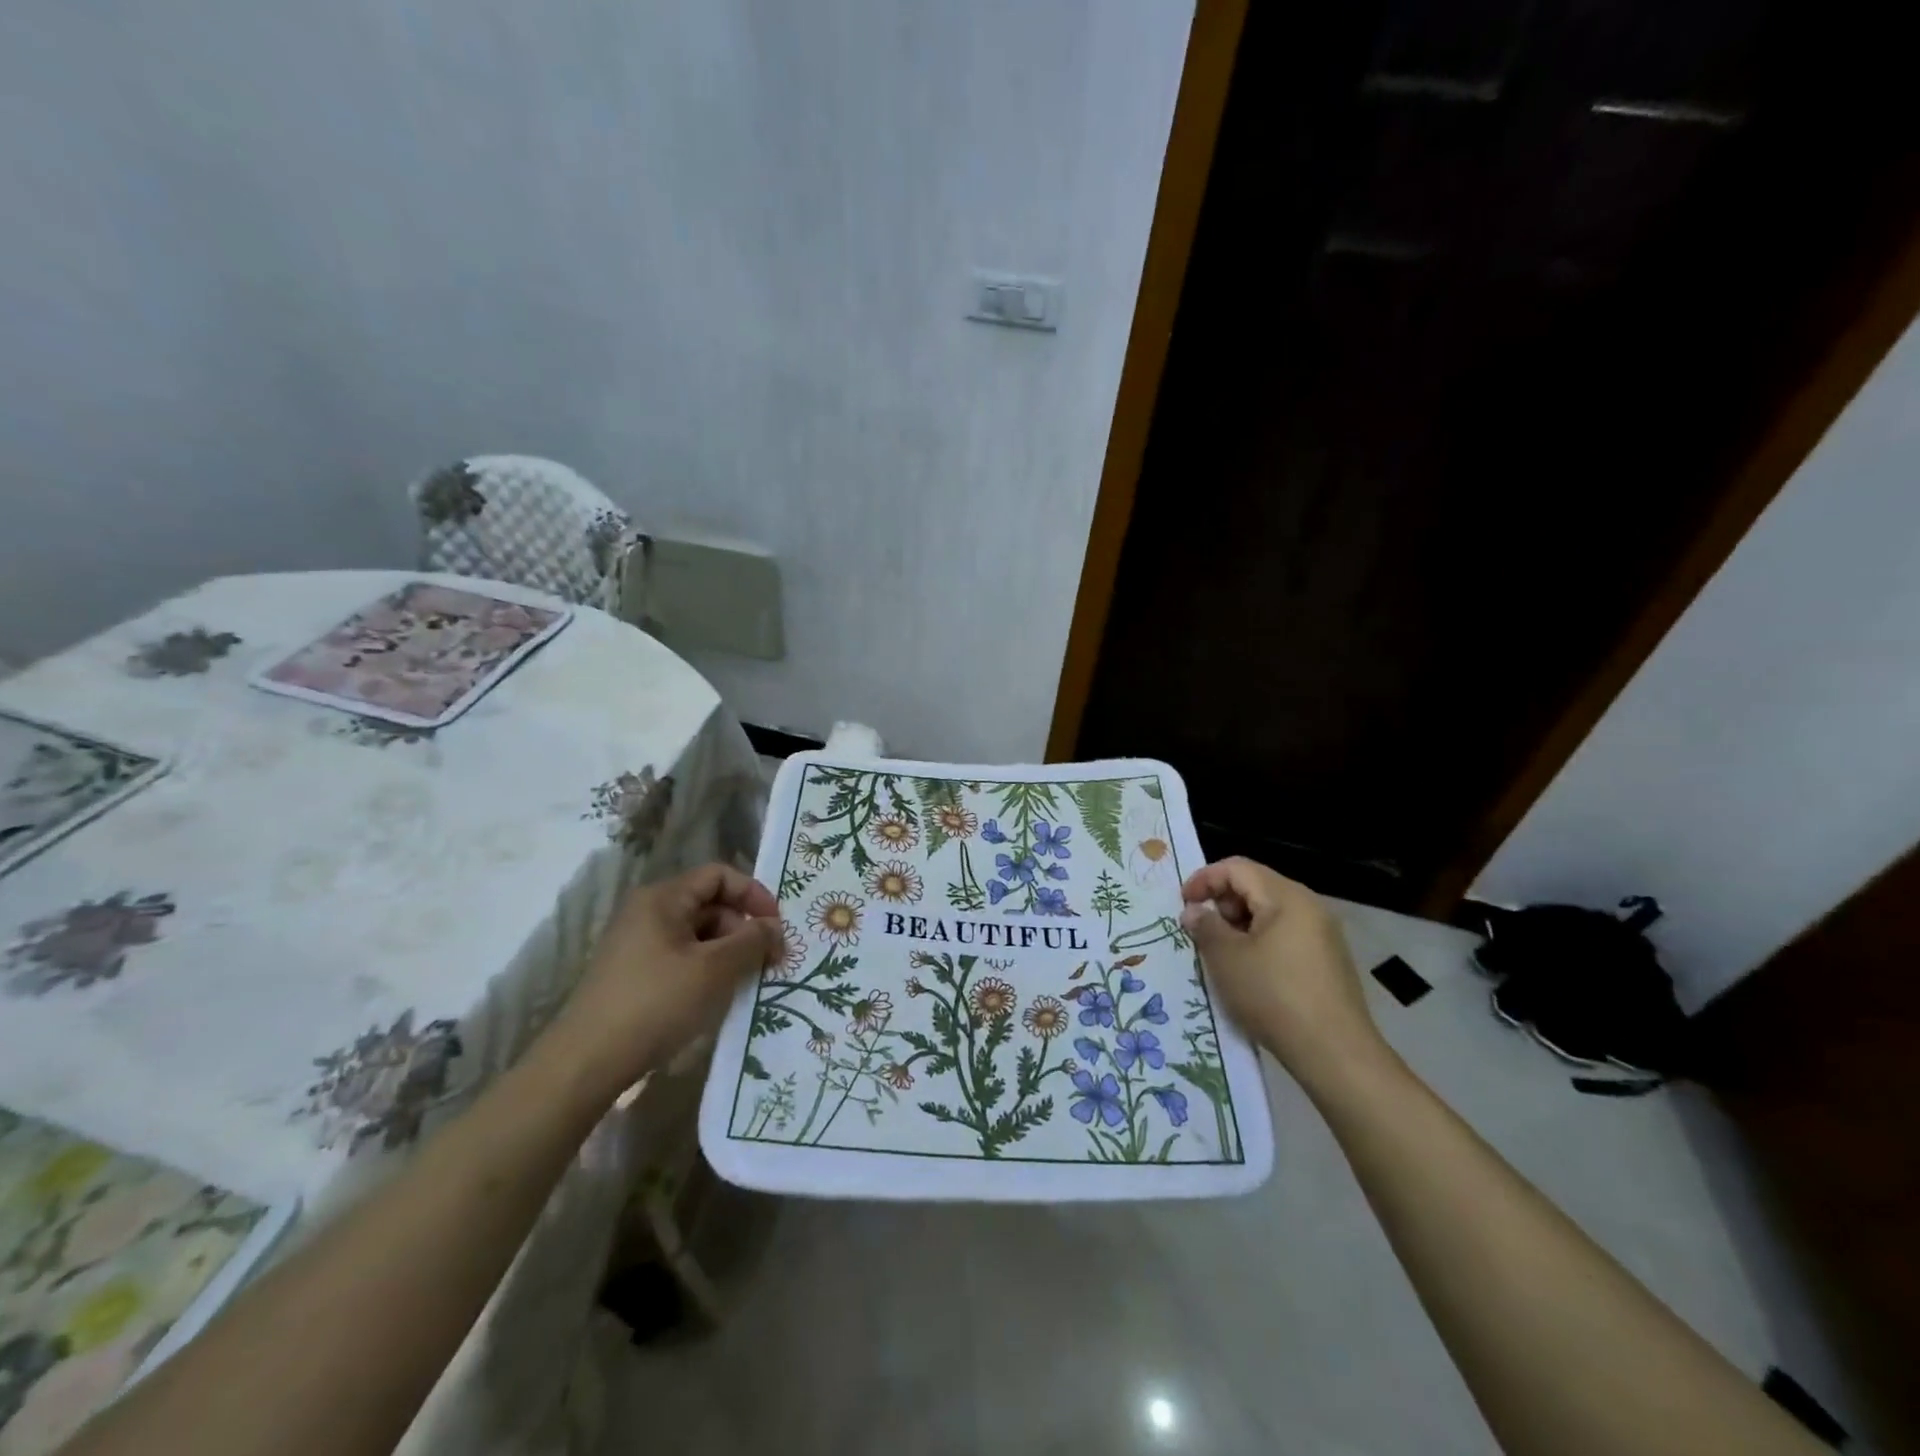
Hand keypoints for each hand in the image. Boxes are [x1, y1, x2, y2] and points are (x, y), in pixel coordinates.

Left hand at [551, 863, 780, 1100]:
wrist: (585, 1063)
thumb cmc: (655, 1003)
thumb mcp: (714, 969)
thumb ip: (752, 941)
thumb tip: (774, 928)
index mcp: (663, 898)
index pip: (719, 875)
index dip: (753, 894)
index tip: (776, 927)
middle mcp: (648, 912)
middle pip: (710, 905)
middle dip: (743, 928)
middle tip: (768, 962)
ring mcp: (638, 945)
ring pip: (698, 935)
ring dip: (728, 953)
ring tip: (747, 983)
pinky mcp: (634, 975)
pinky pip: (682, 958)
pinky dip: (706, 970)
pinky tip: (718, 997)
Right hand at [1180, 857, 1388, 1089]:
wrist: (1335, 1053)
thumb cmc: (1274, 995)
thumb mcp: (1227, 958)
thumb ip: (1205, 926)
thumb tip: (1194, 911)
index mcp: (1286, 897)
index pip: (1237, 868)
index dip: (1204, 879)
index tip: (1183, 904)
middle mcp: (1309, 906)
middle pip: (1255, 886)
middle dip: (1222, 903)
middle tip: (1201, 932)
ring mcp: (1323, 934)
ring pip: (1270, 913)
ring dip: (1239, 925)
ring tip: (1221, 955)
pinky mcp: (1328, 961)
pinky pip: (1286, 936)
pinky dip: (1260, 942)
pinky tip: (1249, 973)